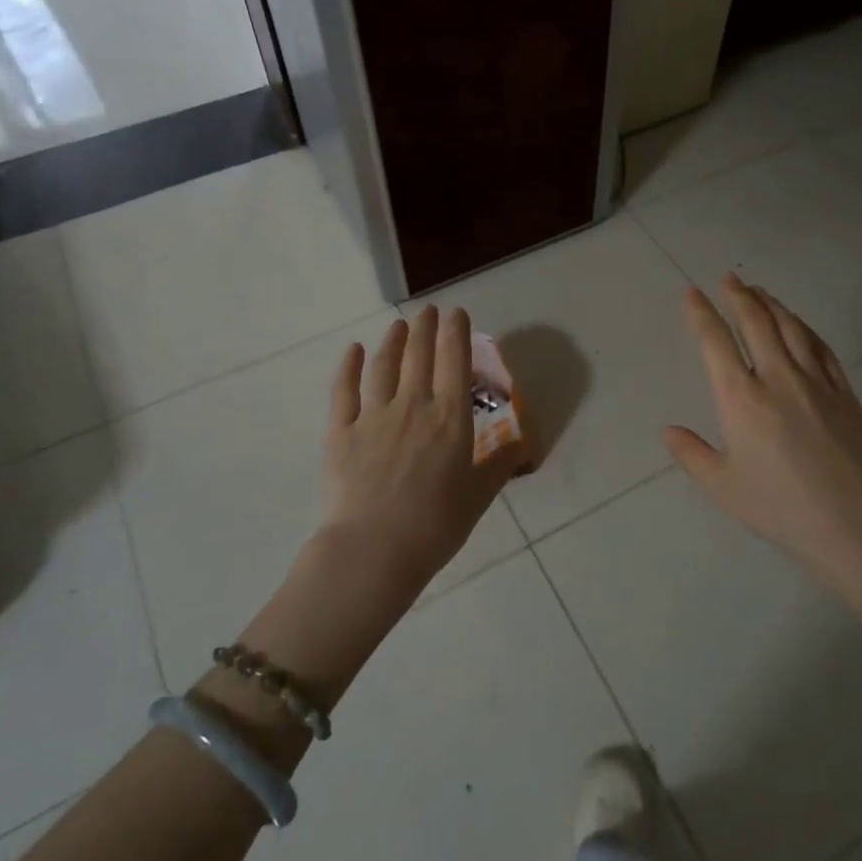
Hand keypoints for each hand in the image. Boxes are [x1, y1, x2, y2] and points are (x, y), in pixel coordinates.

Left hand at [320, 306, 520, 589]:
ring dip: (392, 341)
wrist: (374, 550)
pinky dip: (348, 366)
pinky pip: (344, 389)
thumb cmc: (435, 525)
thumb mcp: (478, 496)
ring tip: (399, 325)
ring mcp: (373, 415)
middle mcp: (413, 405)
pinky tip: (352, 350)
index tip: (456, 313)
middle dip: (426, 328)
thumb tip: (520, 442)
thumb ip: (499, 464)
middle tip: (428, 310)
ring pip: (383, 366)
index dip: (456, 333)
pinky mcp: (340, 431)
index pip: (454, 362)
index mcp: (450, 418)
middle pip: (419, 355)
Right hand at [664, 274, 861, 588]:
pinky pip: (822, 348)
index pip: (715, 342)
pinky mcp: (844, 392)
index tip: (692, 294)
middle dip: (738, 296)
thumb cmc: (778, 506)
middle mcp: (776, 378)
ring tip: (760, 291)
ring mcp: (815, 382)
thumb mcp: (722, 486)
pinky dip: (806, 329)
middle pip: (756, 323)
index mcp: (740, 398)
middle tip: (728, 279)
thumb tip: (669, 430)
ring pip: (791, 328)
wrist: (851, 522)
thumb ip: (691, 454)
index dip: (701, 314)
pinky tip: (800, 325)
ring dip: (772, 305)